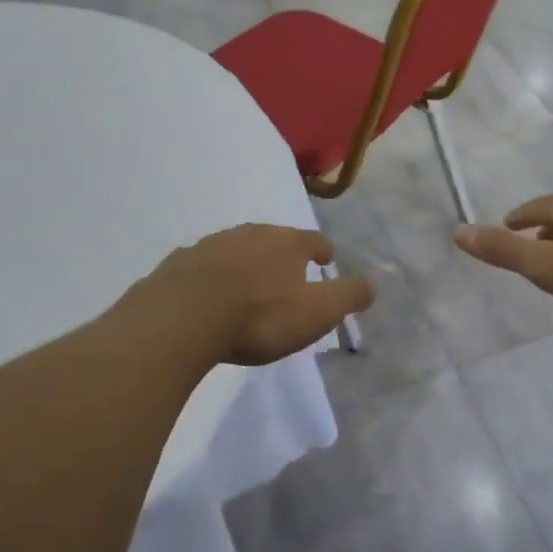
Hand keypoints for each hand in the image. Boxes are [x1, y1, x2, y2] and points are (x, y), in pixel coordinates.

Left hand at [144, 224, 373, 365]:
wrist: (183, 317)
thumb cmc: (259, 316)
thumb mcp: (317, 312)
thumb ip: (348, 296)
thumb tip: (371, 286)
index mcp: (287, 243)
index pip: (314, 240)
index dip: (322, 251)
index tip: (325, 261)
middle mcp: (251, 233)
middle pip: (274, 238)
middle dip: (283, 253)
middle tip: (287, 274)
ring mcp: (212, 244)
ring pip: (238, 247)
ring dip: (247, 261)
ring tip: (248, 283)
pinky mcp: (181, 261)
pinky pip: (204, 263)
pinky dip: (212, 274)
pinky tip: (209, 292)